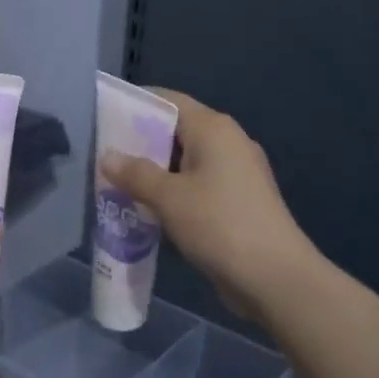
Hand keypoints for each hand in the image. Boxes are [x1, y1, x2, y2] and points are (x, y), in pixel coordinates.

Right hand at [101, 90, 315, 316]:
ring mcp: (237, 172)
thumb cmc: (219, 224)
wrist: (275, 277)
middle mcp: (228, 142)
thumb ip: (135, 174)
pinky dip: (173, 191)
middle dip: (140, 143)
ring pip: (186, 161)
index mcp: (213, 128)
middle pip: (176, 130)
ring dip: (155, 171)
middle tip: (103, 156)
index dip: (135, 104)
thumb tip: (107, 156)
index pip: (168, 100)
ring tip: (117, 184)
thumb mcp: (168, 198)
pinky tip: (148, 208)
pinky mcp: (239, 200)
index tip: (104, 116)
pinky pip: (197, 185)